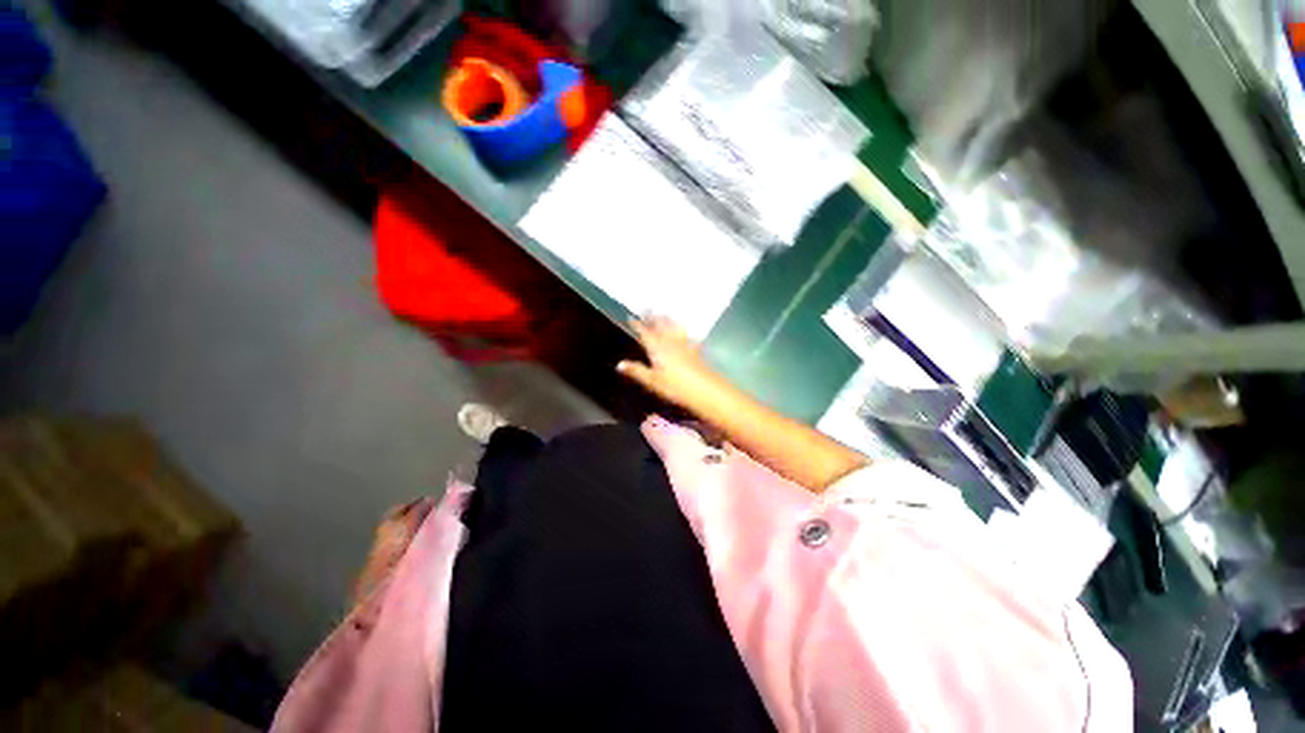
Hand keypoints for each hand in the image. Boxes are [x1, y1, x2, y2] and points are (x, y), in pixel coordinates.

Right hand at [617, 316, 731, 410]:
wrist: (704, 389)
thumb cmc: (675, 386)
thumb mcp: (652, 381)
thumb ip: (636, 371)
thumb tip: (619, 364)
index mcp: (657, 349)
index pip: (645, 334)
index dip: (638, 326)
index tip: (631, 317)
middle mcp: (671, 343)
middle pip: (661, 327)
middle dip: (653, 318)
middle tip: (648, 309)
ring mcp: (685, 345)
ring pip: (674, 329)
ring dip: (668, 320)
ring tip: (664, 313)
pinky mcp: (696, 351)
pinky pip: (689, 337)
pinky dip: (685, 332)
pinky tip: (688, 333)